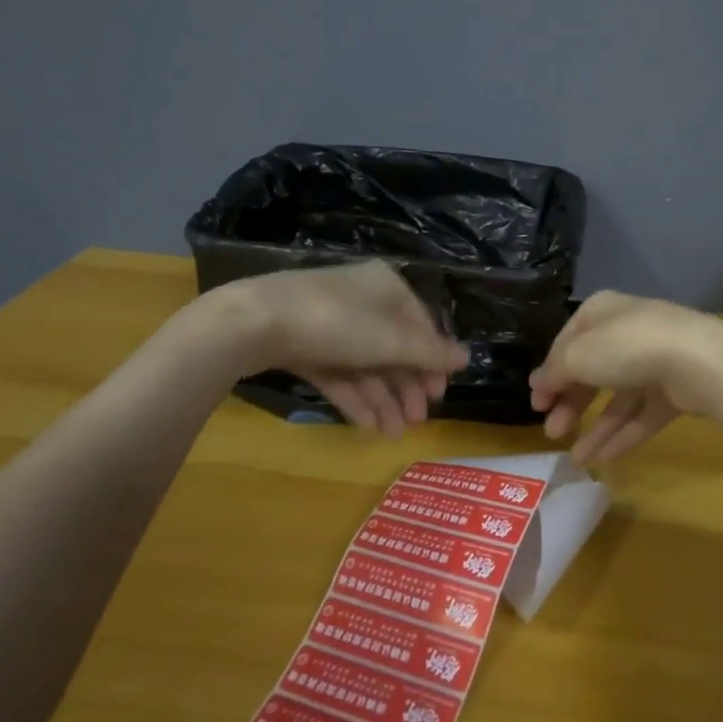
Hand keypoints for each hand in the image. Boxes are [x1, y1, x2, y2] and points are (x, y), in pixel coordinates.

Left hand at [223, 262, 469, 433]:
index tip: (440, 395)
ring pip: (366, 365)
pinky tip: (369, 425)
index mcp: (387, 288)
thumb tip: (467, 357)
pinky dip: (356, 397)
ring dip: (384, 399)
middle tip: (418, 421)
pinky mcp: (304, 345)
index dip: (433, 361)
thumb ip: (430, 353)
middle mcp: (362, 301)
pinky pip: (339, 373)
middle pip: (393, 348)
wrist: (255, 322)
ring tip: (394, 433)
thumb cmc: (338, 323)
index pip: (421, 326)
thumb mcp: (391, 341)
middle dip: (406, 387)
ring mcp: (330, 324)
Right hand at [528, 291, 722, 464]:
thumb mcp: (577, 356)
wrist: (697, 361)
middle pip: (591, 372)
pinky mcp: (673, 390)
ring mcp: (653, 362)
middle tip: (552, 433)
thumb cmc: (626, 347)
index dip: (549, 374)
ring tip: (576, 458)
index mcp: (600, 313)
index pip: (566, 343)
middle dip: (570, 404)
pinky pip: (641, 414)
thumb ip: (554, 372)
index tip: (537, 405)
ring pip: (617, 397)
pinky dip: (622, 435)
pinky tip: (604, 459)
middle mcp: (626, 333)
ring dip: (595, 427)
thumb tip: (536, 382)